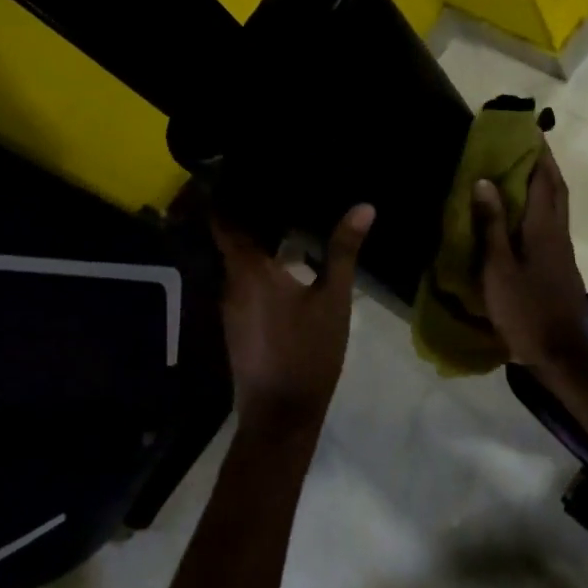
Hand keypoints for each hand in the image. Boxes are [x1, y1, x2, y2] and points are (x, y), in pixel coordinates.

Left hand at [212, 204, 374, 434]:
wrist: (280, 415)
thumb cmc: (308, 352)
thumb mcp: (333, 300)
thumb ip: (343, 251)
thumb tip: (364, 207)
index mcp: (248, 270)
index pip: (224, 219)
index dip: (230, 194)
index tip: (248, 172)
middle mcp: (229, 284)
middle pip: (230, 238)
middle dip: (249, 214)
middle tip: (278, 188)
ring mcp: (229, 307)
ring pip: (236, 262)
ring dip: (255, 242)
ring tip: (284, 218)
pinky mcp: (236, 325)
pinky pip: (241, 282)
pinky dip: (257, 267)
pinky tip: (284, 263)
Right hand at [474, 148, 587, 368]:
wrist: (560, 352)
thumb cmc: (524, 309)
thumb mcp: (498, 268)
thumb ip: (492, 225)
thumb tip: (485, 181)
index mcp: (543, 228)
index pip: (543, 180)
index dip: (537, 153)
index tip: (529, 130)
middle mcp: (558, 233)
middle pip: (556, 190)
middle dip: (545, 164)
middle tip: (527, 146)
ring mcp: (563, 251)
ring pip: (557, 208)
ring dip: (544, 185)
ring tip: (522, 173)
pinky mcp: (561, 266)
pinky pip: (552, 225)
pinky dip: (540, 208)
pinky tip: (524, 216)